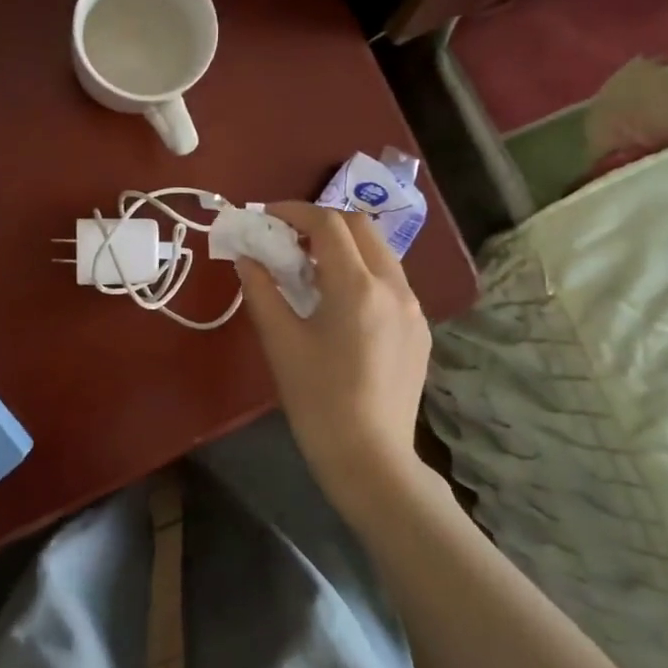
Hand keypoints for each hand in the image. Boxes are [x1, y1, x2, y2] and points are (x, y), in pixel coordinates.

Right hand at [237, 201, 435, 518]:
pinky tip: (338, 302)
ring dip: (344, 246)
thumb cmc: (317, 399)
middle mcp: (394, 287)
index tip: (266, 216)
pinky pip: (390, 281)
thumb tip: (247, 258)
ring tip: (310, 268)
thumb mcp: (280, 341)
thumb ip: (261, 290)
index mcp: (357, 287)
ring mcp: (414, 308)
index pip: (328, 223)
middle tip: (287, 238)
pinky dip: (362, 272)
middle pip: (361, 226)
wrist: (370, 456)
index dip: (294, 211)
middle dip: (321, 222)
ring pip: (380, 252)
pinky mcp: (420, 330)